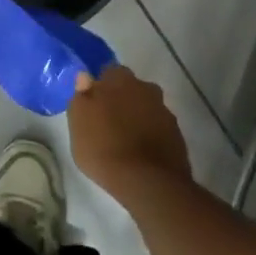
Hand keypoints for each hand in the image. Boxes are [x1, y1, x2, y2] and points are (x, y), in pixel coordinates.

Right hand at [67, 65, 191, 205]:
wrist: (148, 182)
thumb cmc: (104, 147)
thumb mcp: (78, 123)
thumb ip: (81, 96)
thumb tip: (85, 78)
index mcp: (119, 79)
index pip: (109, 72)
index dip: (101, 86)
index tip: (93, 102)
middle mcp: (145, 88)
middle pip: (131, 88)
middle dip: (121, 99)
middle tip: (108, 120)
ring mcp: (164, 111)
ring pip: (146, 107)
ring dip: (137, 116)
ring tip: (125, 138)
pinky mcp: (177, 135)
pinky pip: (158, 127)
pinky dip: (151, 134)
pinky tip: (141, 152)